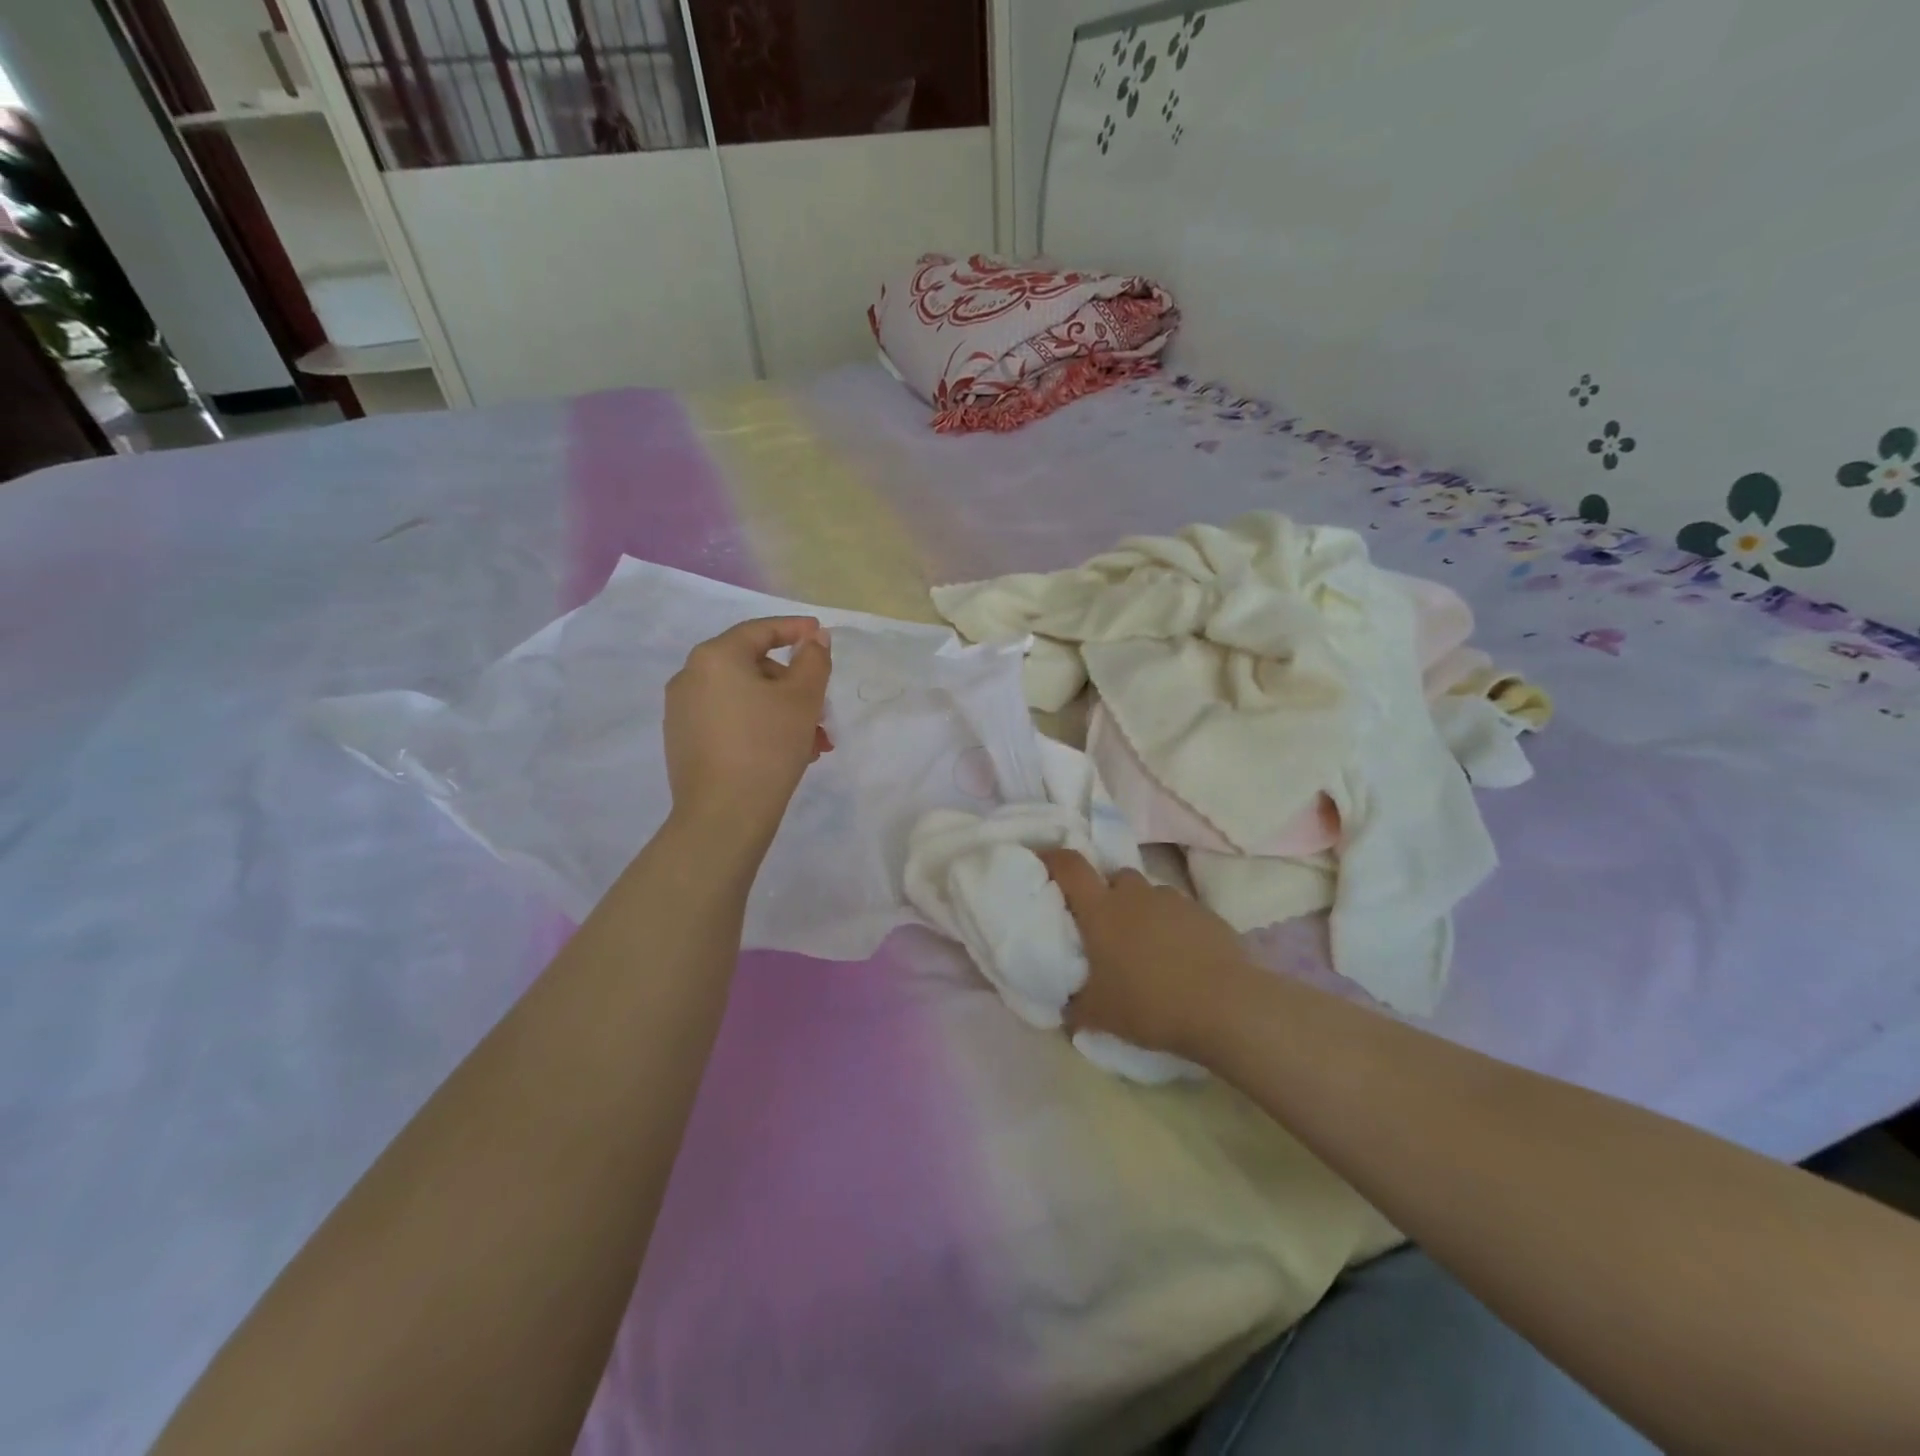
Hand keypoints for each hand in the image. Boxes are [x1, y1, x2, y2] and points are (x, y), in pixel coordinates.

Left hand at [664, 617, 831, 853]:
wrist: (723, 816)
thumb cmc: (767, 746)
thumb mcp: (803, 699)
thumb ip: (813, 660)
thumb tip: (814, 637)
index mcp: (715, 657)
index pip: (760, 631)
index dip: (795, 630)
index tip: (820, 634)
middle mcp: (690, 677)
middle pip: (752, 667)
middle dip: (793, 686)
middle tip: (823, 712)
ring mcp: (682, 712)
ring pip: (744, 698)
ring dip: (782, 713)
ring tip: (812, 744)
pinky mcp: (683, 742)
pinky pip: (729, 721)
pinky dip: (758, 727)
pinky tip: (784, 754)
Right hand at [1039, 849, 1249, 1060]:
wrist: (1226, 1006)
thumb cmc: (1150, 1004)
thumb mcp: (1100, 1015)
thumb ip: (1074, 1007)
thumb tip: (1063, 1009)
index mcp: (1101, 910)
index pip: (1070, 867)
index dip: (1053, 858)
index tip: (1043, 860)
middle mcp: (1135, 895)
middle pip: (1113, 877)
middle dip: (1105, 893)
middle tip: (1104, 925)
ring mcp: (1173, 900)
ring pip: (1148, 894)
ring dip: (1140, 910)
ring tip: (1145, 946)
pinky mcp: (1205, 913)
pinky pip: (1178, 911)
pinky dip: (1171, 925)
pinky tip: (1179, 956)